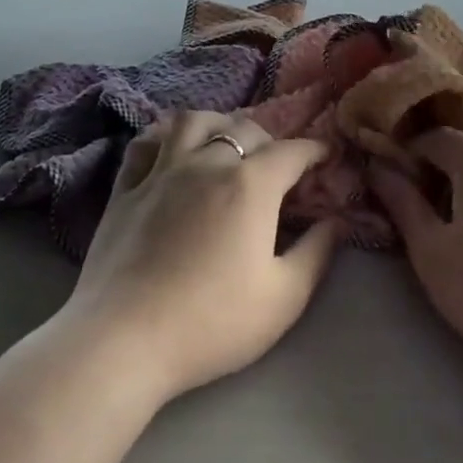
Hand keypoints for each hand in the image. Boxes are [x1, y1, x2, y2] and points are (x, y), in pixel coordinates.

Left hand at [69, 111, 336, 402]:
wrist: (124, 340)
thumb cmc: (212, 322)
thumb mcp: (284, 298)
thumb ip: (317, 252)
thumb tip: (338, 221)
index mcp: (250, 185)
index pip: (292, 151)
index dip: (315, 150)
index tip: (327, 157)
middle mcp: (207, 163)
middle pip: (244, 128)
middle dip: (270, 139)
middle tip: (278, 164)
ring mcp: (161, 172)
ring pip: (192, 121)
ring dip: (217, 123)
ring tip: (225, 142)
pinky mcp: (125, 189)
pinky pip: (145, 144)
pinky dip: (163, 137)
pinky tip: (170, 151)